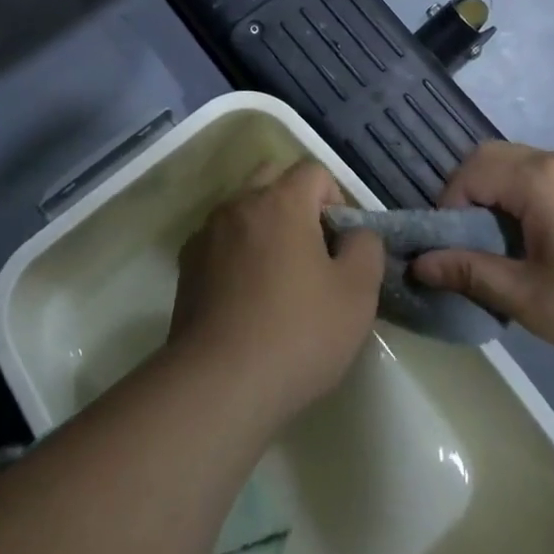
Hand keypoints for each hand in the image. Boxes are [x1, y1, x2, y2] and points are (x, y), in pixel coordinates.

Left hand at [169, 161, 384, 424]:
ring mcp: (208, 231)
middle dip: (296, 203)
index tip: (340, 245)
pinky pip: (220, 239)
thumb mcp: (357, 294)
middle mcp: (240, 203)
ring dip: (264, 226)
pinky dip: (236, 251)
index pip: (314, 171)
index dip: (336, 200)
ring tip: (278, 277)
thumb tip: (356, 232)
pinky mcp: (187, 262)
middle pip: (272, 178)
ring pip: (243, 208)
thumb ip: (366, 248)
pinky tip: (245, 296)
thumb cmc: (298, 333)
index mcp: (281, 201)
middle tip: (311, 252)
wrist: (219, 382)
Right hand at [411, 142, 553, 387]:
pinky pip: (543, 178)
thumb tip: (418, 264)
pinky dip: (522, 199)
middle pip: (490, 159)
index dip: (448, 210)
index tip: (451, 253)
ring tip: (502, 250)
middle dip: (467, 196)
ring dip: (495, 197)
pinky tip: (537, 245)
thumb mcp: (530, 299)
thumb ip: (469, 273)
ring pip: (517, 166)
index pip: (469, 173)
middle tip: (469, 246)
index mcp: (539, 178)